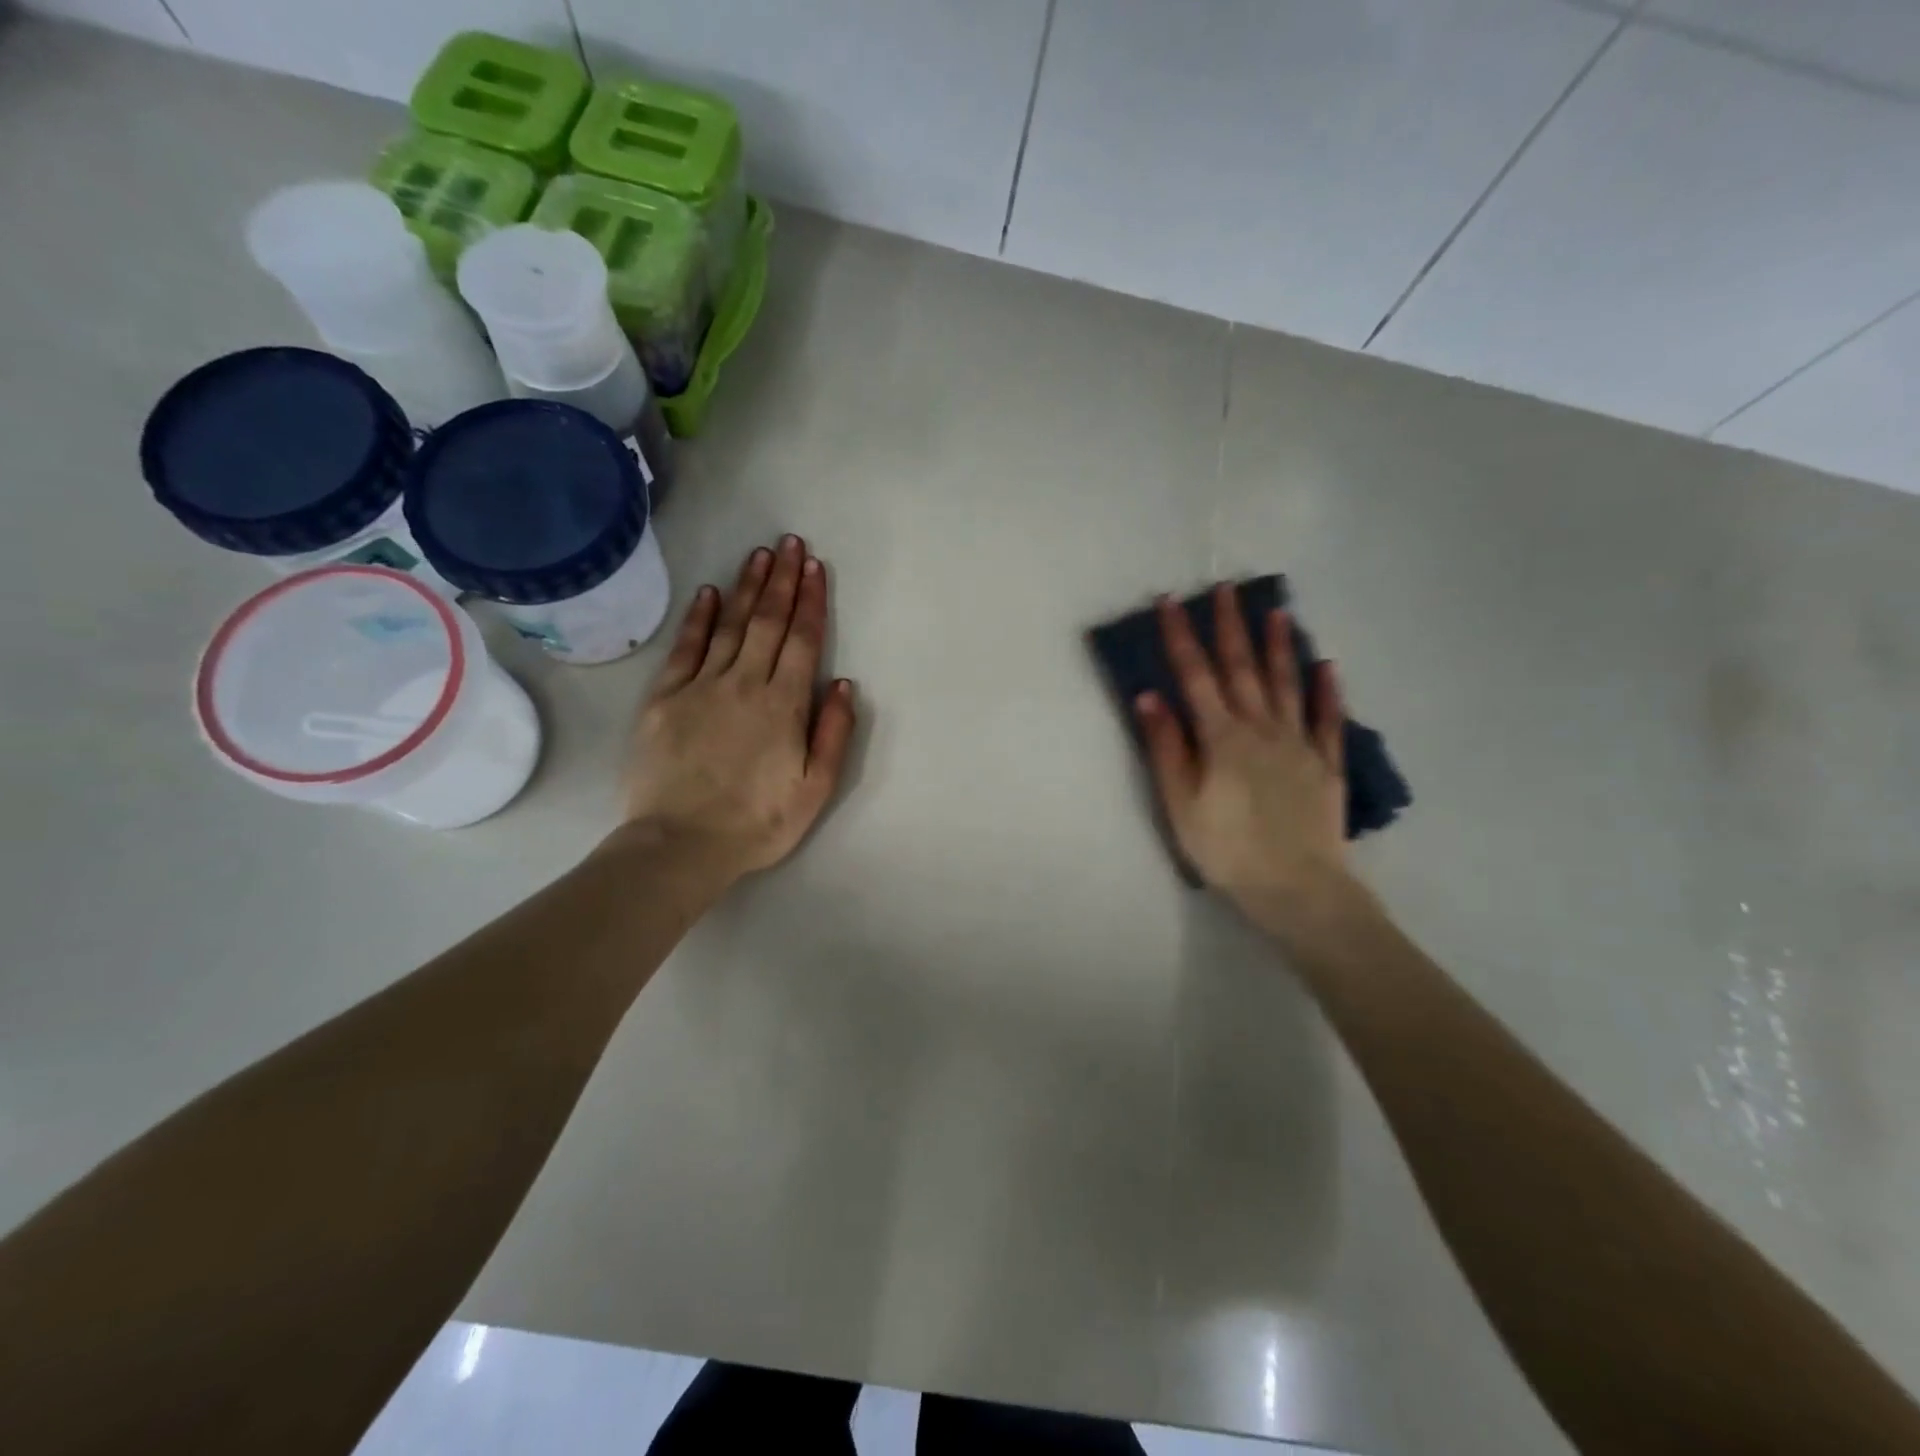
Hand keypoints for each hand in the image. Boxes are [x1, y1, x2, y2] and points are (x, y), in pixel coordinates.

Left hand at [620, 535, 856, 884]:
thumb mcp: (815, 788)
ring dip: (748, 588)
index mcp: (783, 704)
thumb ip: (832, 732)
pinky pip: (686, 648)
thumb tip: (842, 683)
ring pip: (730, 626)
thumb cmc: (757, 822)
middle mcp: (744, 683)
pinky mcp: (664, 698)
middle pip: (768, 622)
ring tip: (759, 555)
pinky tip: (710, 593)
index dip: (811, 601)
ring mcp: (701, 687)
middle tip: (790, 544)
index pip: (802, 641)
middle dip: (782, 580)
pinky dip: (699, 618)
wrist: (680, 844)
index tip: (815, 567)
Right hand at [1135, 584, 1357, 928]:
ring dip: (1279, 646)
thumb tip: (1150, 696)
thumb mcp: (1180, 804)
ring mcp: (1299, 744)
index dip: (1180, 637)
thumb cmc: (1227, 850)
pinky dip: (1326, 691)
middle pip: (1242, 669)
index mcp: (1221, 737)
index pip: (1195, 676)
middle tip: (1227, 588)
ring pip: (1286, 684)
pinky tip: (1326, 666)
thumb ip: (1167, 748)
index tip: (1170, 602)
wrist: (1297, 889)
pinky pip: (1328, 719)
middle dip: (1230, 626)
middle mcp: (1261, 728)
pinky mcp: (1326, 764)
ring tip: (1277, 611)